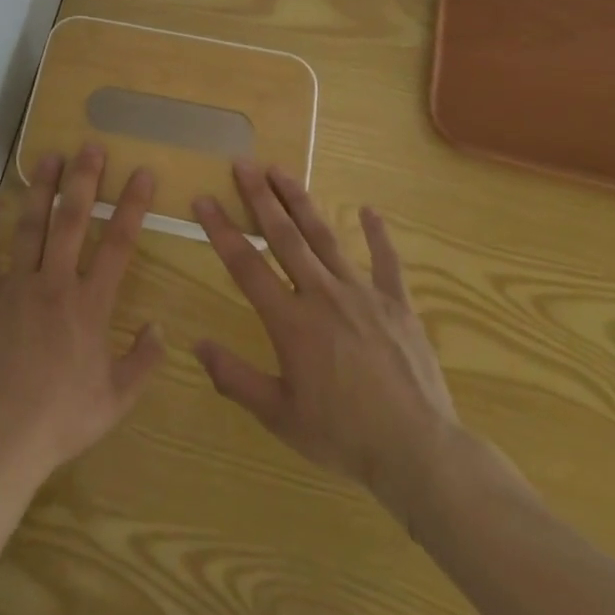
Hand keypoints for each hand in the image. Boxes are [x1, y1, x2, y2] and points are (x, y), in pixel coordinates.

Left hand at [0, 144, 166, 491]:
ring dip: (41, 188)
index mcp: (91, 304)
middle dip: (84, 180)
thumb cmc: (62, 418)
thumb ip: (143, 361)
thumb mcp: (116, 399)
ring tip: (49, 156)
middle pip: (73, 221)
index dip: (133, 205)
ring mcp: (17, 285)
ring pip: (31, 225)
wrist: (0, 437)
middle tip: (90, 146)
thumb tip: (160, 326)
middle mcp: (56, 282)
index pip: (119, 244)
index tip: (142, 173)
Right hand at [192, 161, 461, 517]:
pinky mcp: (397, 303)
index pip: (246, 265)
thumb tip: (196, 345)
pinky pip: (386, 261)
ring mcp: (363, 293)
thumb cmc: (343, 436)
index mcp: (290, 321)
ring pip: (325, 237)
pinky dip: (377, 234)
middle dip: (260, 197)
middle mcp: (322, 294)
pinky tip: (369, 210)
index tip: (204, 199)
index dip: (221, 229)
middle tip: (243, 164)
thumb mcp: (279, 415)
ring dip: (301, 202)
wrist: (418, 451)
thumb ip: (235, 378)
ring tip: (282, 171)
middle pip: (284, 236)